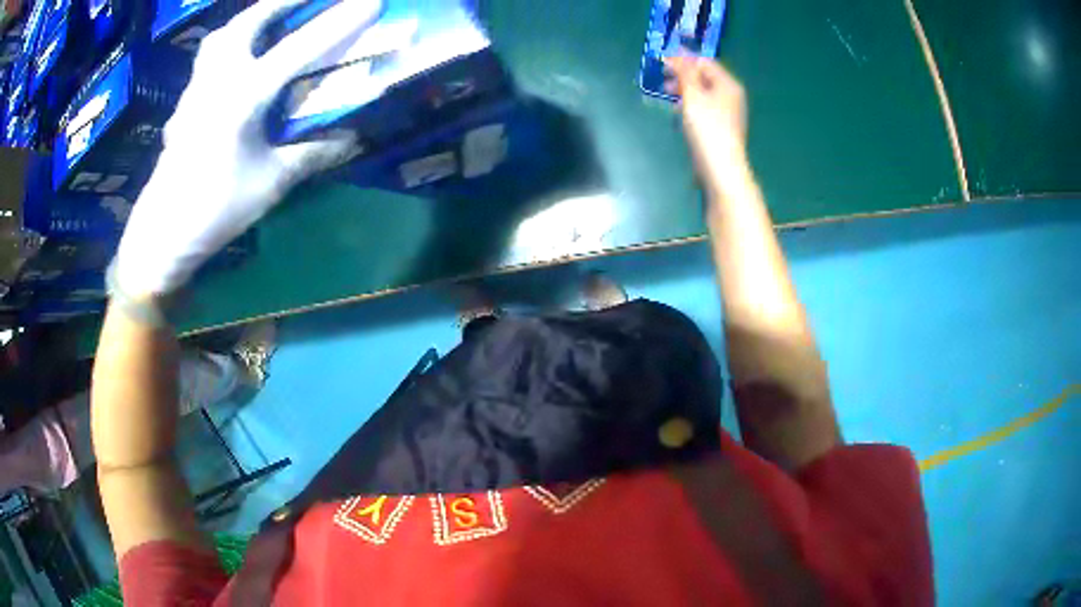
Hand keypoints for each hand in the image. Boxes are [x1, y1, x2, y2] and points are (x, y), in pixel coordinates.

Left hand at [115, 0, 382, 297]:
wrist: (161, 234)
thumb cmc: (216, 209)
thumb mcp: (271, 184)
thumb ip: (311, 155)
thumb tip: (352, 140)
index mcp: (243, 98)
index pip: (299, 49)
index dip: (338, 22)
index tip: (371, 0)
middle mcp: (217, 81)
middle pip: (249, 23)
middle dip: (282, 2)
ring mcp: (196, 89)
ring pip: (222, 36)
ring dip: (251, 19)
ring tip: (272, 16)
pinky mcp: (185, 103)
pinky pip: (209, 58)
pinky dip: (229, 45)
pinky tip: (240, 57)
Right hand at [665, 56, 748, 178]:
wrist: (720, 167)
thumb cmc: (707, 127)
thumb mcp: (692, 94)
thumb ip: (684, 71)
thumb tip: (677, 52)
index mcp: (728, 84)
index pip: (704, 62)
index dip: (683, 59)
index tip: (662, 62)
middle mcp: (731, 95)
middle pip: (704, 77)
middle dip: (682, 76)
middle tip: (663, 81)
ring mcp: (727, 113)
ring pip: (702, 93)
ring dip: (684, 91)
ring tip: (667, 97)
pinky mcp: (721, 128)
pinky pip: (703, 108)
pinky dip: (690, 106)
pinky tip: (679, 115)